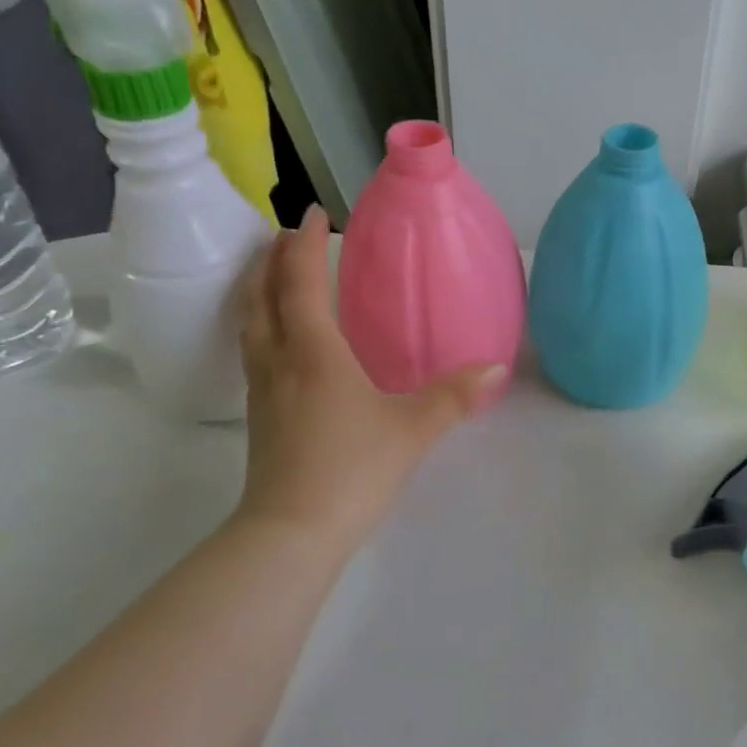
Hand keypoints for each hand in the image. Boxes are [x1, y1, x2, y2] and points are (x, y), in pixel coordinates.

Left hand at [233, 209, 505, 545]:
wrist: (291, 532)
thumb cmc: (352, 468)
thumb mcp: (413, 429)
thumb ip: (455, 396)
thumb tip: (497, 368)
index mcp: (313, 352)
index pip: (300, 282)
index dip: (303, 244)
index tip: (312, 213)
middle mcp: (279, 361)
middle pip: (260, 295)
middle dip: (269, 259)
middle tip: (284, 235)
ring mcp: (263, 390)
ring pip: (249, 324)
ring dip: (257, 290)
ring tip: (272, 275)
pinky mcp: (259, 416)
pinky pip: (253, 350)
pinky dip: (261, 325)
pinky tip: (280, 341)